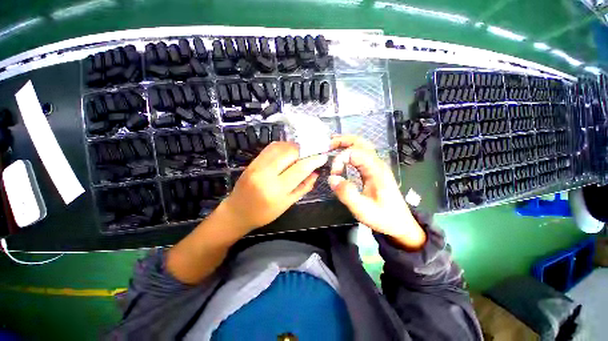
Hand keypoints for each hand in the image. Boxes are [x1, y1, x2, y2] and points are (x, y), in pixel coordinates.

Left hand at [218, 142, 327, 233]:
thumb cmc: (264, 213)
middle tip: (311, 155)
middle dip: (304, 151)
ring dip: (294, 147)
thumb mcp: (287, 204)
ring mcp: (257, 165)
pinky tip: (288, 152)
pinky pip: (270, 148)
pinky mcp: (252, 161)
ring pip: (280, 147)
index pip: (300, 168)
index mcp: (276, 190)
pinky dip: (282, 146)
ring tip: (301, 153)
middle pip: (290, 152)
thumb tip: (315, 172)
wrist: (237, 212)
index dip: (314, 160)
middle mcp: (266, 174)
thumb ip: (303, 187)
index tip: (322, 157)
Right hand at [328, 136, 425, 248]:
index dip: (340, 159)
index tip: (333, 175)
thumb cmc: (383, 217)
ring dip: (347, 144)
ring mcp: (376, 166)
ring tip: (333, 146)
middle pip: (361, 142)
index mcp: (376, 170)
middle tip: (328, 145)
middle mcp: (377, 164)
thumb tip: (332, 178)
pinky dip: (350, 152)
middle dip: (343, 141)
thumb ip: (347, 194)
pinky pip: (361, 155)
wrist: (400, 224)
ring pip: (362, 146)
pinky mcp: (374, 171)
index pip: (354, 153)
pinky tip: (343, 156)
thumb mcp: (363, 209)